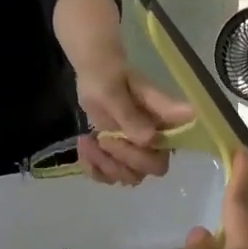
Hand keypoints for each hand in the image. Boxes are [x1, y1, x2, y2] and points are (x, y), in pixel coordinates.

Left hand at [75, 63, 192, 186]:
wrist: (95, 72)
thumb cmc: (108, 74)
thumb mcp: (115, 92)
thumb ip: (131, 115)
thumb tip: (151, 139)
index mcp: (163, 124)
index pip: (163, 157)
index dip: (140, 157)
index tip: (116, 136)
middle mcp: (156, 141)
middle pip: (147, 170)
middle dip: (120, 160)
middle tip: (101, 139)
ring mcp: (139, 150)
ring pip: (128, 176)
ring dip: (104, 165)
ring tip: (87, 141)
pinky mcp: (121, 155)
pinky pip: (110, 176)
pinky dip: (94, 168)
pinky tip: (84, 150)